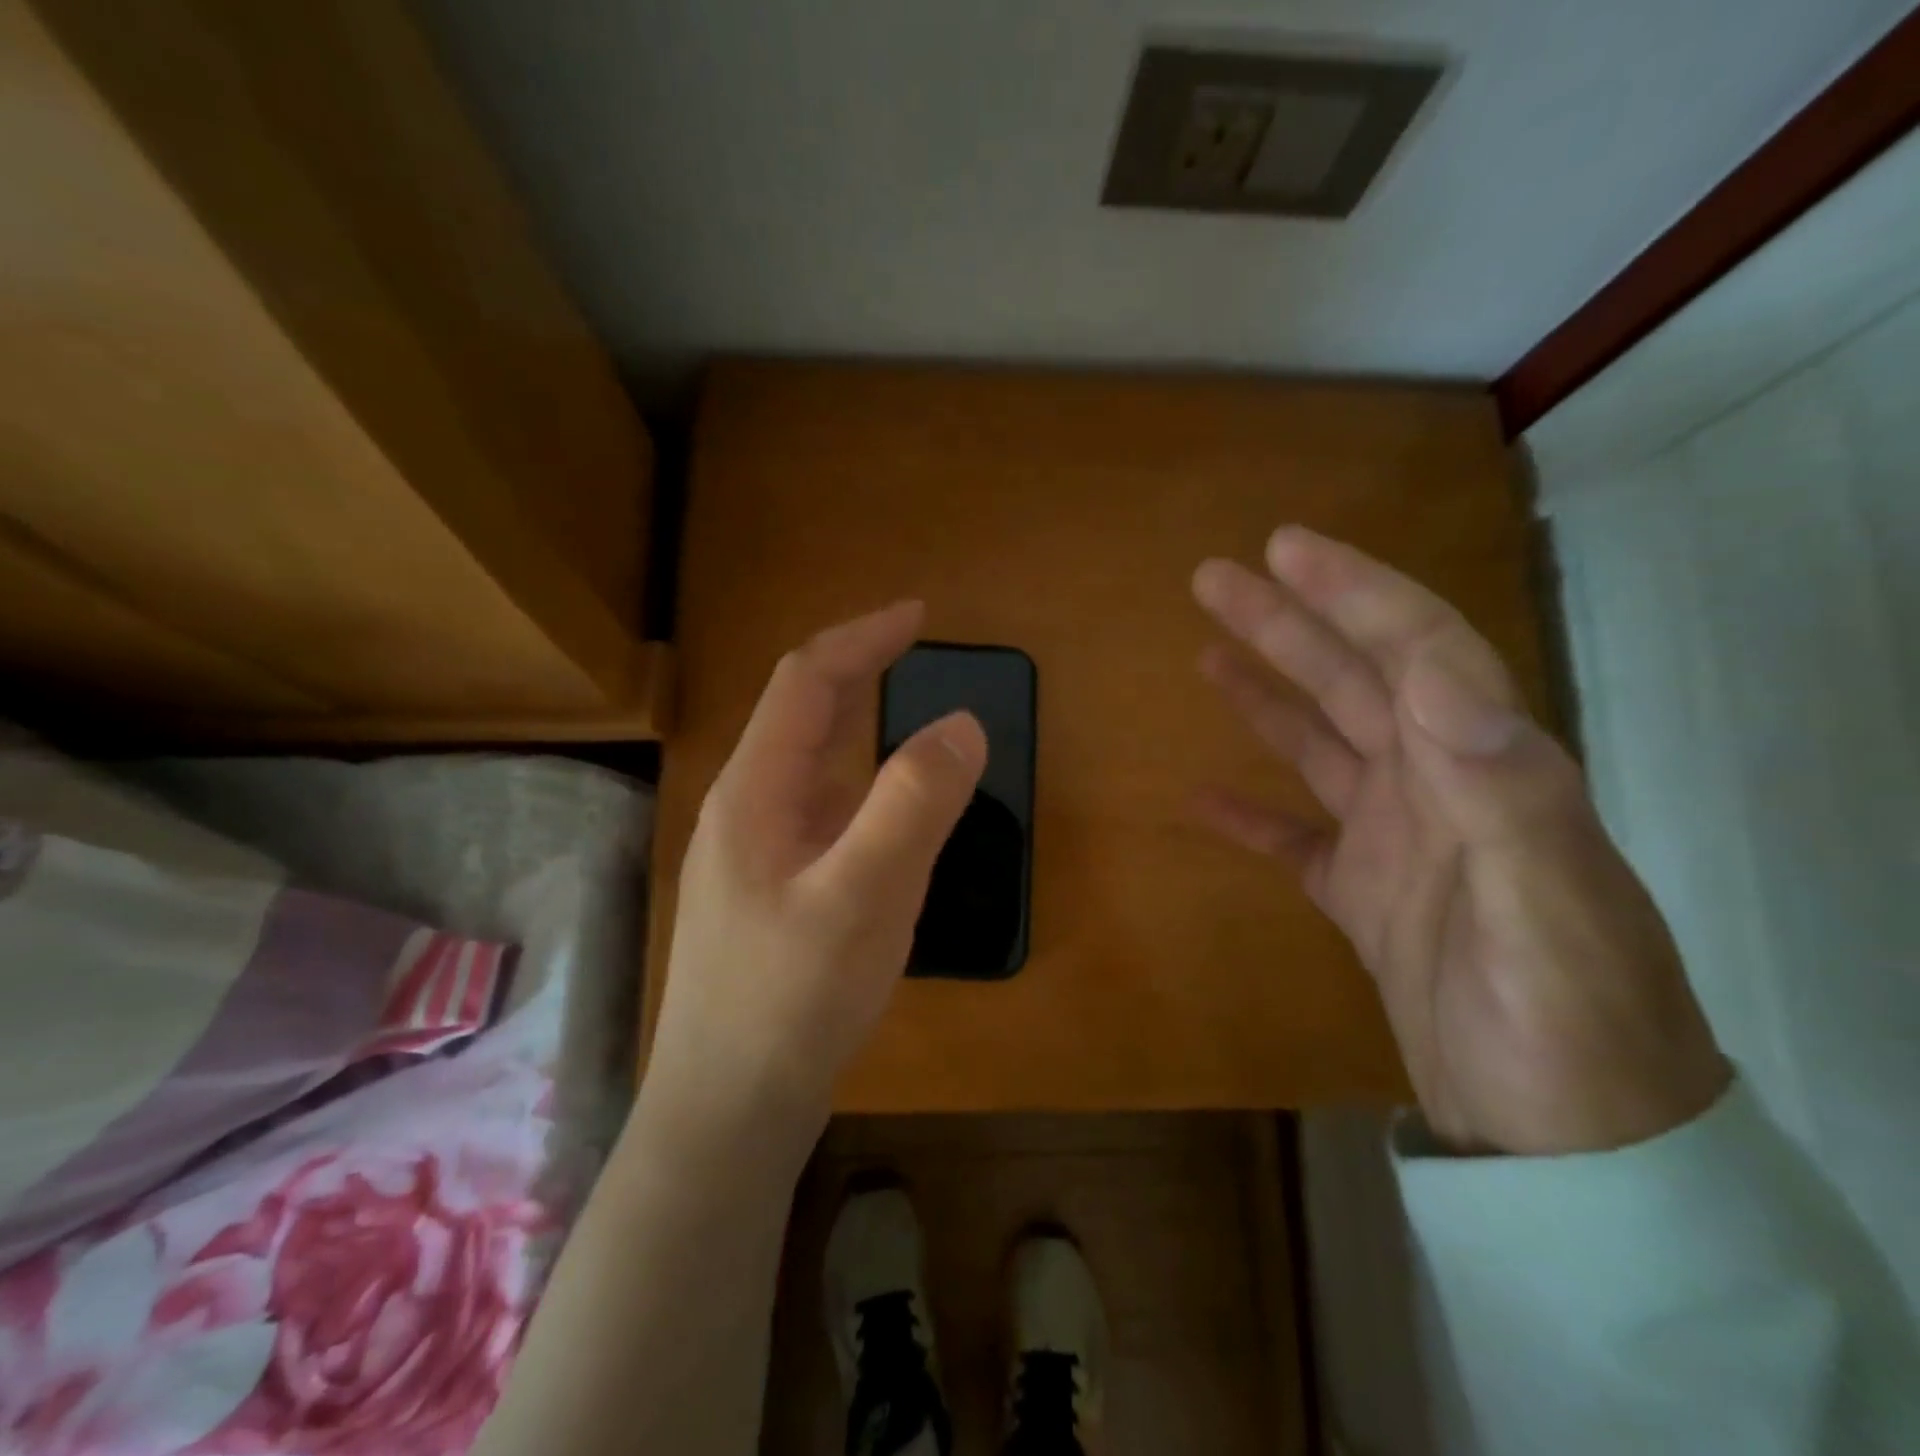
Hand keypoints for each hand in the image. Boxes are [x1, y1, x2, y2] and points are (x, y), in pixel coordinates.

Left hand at [644, 601, 985, 1151]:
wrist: (728, 1114)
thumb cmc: (790, 1002)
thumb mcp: (863, 898)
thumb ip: (913, 805)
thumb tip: (963, 722)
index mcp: (753, 792)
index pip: (806, 681)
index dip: (861, 638)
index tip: (919, 615)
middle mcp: (744, 810)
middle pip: (802, 717)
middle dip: (859, 673)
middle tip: (918, 655)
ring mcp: (752, 855)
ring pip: (812, 770)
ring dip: (860, 732)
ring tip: (914, 726)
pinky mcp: (769, 894)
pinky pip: (820, 817)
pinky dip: (861, 790)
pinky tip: (889, 821)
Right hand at [1192, 528, 1728, 1155]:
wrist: (1570, 1147)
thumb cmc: (1568, 1032)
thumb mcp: (1548, 916)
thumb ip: (1504, 797)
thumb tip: (1440, 685)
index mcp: (1485, 772)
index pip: (1418, 652)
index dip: (1353, 593)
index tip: (1283, 550)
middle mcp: (1441, 789)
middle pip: (1356, 682)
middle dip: (1290, 623)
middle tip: (1217, 578)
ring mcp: (1398, 843)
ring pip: (1321, 746)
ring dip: (1266, 695)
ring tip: (1207, 653)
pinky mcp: (1364, 896)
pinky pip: (1295, 840)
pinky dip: (1250, 816)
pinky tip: (1202, 797)